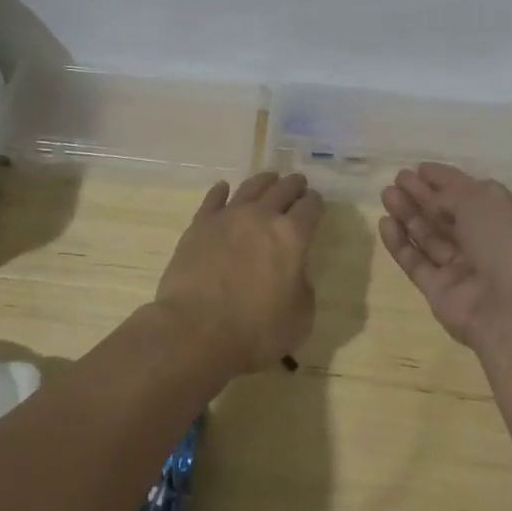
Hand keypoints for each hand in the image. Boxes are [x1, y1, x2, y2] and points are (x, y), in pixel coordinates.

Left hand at [156, 171, 324, 373]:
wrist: (195, 331)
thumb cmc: (255, 331)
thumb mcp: (300, 318)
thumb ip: (303, 287)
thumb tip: (294, 272)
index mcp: (292, 236)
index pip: (311, 207)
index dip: (316, 203)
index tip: (316, 204)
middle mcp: (262, 216)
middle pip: (283, 189)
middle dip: (294, 185)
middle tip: (298, 184)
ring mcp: (228, 216)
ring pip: (251, 187)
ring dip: (264, 181)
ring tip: (269, 179)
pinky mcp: (200, 224)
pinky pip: (214, 198)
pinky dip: (222, 191)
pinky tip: (223, 189)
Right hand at [379, 164, 511, 350]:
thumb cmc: (506, 242)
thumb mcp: (485, 199)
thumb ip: (453, 192)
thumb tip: (434, 199)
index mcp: (506, 219)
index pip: (470, 193)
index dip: (445, 180)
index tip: (420, 168)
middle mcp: (485, 243)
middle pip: (446, 214)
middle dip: (422, 195)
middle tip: (397, 178)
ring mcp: (461, 269)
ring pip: (429, 236)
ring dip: (408, 214)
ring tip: (387, 194)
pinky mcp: (439, 291)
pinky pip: (416, 262)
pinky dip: (400, 243)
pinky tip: (385, 223)